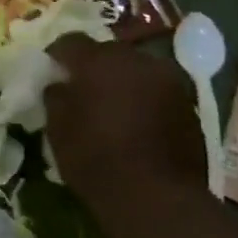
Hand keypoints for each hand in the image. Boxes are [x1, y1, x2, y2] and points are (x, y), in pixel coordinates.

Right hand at [46, 35, 207, 208]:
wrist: (156, 196)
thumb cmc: (95, 157)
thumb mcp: (57, 127)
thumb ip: (56, 96)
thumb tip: (59, 84)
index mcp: (100, 61)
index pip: (70, 41)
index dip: (56, 54)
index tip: (48, 70)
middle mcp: (138, 61)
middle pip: (108, 52)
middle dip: (91, 66)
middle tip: (78, 87)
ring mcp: (169, 81)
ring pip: (135, 69)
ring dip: (119, 81)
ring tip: (106, 104)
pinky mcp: (188, 104)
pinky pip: (155, 89)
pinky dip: (141, 97)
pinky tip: (131, 120)